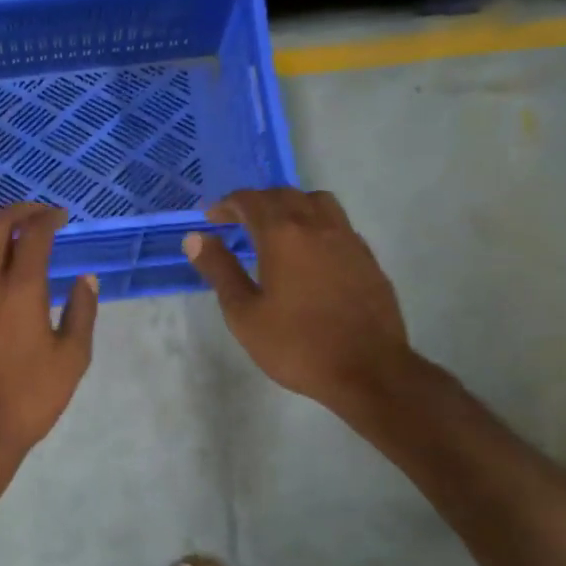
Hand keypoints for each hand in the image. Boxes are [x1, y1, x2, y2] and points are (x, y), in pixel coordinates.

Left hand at [0, 203, 98, 463]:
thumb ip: (82, 313)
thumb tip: (86, 279)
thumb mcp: (71, 358)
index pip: (33, 234)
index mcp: (21, 288)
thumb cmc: (29, 397)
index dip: (48, 218)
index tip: (60, 217)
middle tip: (34, 214)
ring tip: (4, 235)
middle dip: (16, 211)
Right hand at [183, 188, 418, 423]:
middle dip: (256, 202)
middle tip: (236, 222)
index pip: (250, 201)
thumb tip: (196, 238)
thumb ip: (220, 270)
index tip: (211, 218)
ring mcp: (347, 239)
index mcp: (283, 235)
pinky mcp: (366, 257)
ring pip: (316, 201)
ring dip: (290, 205)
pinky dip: (315, 224)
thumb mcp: (244, 314)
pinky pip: (337, 224)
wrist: (368, 370)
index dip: (227, 205)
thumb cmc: (297, 345)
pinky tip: (309, 253)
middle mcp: (317, 226)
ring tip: (276, 228)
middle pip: (283, 195)